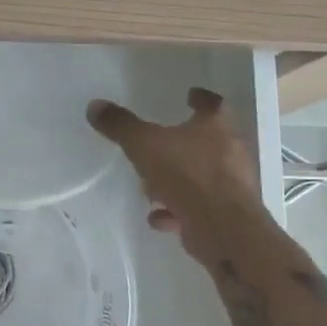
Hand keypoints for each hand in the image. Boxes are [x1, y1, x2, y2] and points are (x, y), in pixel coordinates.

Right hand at [87, 88, 262, 259]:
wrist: (225, 230)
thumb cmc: (188, 175)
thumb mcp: (145, 145)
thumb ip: (121, 125)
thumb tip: (95, 106)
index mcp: (216, 127)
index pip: (211, 104)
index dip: (199, 98)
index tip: (190, 95)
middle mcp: (230, 152)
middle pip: (207, 141)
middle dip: (183, 143)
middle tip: (160, 144)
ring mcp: (231, 185)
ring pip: (201, 176)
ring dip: (178, 180)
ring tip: (152, 187)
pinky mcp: (226, 215)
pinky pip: (197, 207)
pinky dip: (178, 210)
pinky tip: (158, 218)